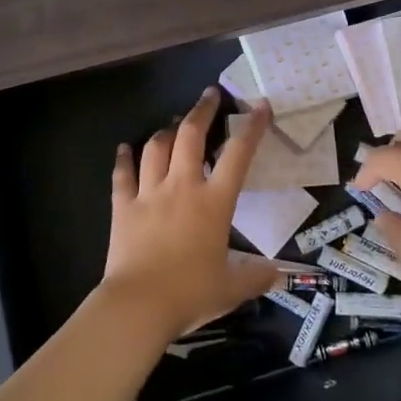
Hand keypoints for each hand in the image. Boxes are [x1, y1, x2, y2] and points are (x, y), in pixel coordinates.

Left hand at [102, 87, 281, 339]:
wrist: (139, 306)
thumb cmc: (190, 294)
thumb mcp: (232, 288)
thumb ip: (256, 276)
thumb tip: (278, 273)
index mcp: (214, 202)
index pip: (238, 154)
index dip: (251, 127)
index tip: (259, 105)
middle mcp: (182, 187)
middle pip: (191, 135)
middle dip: (202, 110)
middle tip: (210, 94)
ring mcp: (149, 194)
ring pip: (156, 148)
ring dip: (166, 131)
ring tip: (174, 123)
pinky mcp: (123, 207)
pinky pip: (122, 176)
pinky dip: (123, 160)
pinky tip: (123, 149)